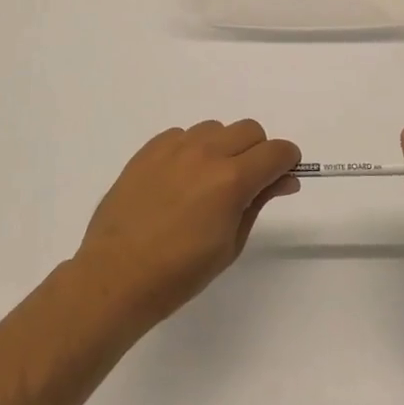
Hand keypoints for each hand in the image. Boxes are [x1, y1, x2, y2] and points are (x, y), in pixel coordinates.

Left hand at [75, 120, 301, 326]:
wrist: (116, 276)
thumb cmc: (180, 272)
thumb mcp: (230, 243)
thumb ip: (258, 202)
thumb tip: (284, 179)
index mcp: (231, 180)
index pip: (276, 151)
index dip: (288, 161)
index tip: (284, 176)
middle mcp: (206, 153)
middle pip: (250, 130)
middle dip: (258, 152)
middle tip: (247, 184)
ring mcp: (174, 148)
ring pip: (216, 128)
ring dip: (223, 148)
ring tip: (208, 181)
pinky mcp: (149, 150)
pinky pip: (182, 135)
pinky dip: (192, 149)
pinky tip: (180, 180)